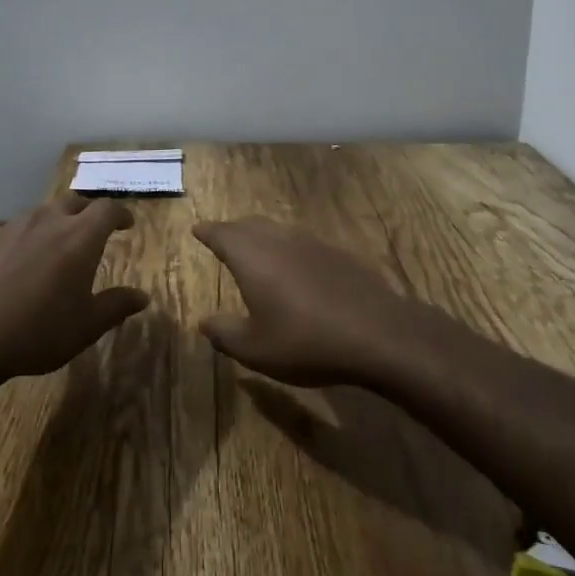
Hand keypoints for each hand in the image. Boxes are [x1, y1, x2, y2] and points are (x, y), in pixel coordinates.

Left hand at [0, 193, 149, 380]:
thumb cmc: (38, 331)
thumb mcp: (86, 326)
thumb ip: (116, 306)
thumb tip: (142, 297)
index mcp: (81, 237)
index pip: (108, 209)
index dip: (120, 214)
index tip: (126, 224)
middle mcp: (49, 220)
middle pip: (74, 201)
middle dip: (87, 212)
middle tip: (91, 230)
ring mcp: (13, 225)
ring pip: (41, 212)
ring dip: (53, 222)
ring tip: (53, 244)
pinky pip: (11, 227)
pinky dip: (21, 236)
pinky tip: (15, 257)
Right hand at [192, 218, 416, 386]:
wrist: (376, 333)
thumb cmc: (305, 341)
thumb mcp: (254, 349)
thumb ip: (225, 334)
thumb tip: (204, 322)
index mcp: (252, 257)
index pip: (223, 234)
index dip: (208, 232)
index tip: (197, 229)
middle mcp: (279, 240)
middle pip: (250, 225)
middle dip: (233, 230)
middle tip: (223, 237)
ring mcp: (312, 243)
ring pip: (278, 231)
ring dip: (263, 236)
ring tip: (257, 250)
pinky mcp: (338, 254)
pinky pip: (303, 243)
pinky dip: (290, 249)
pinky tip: (297, 268)